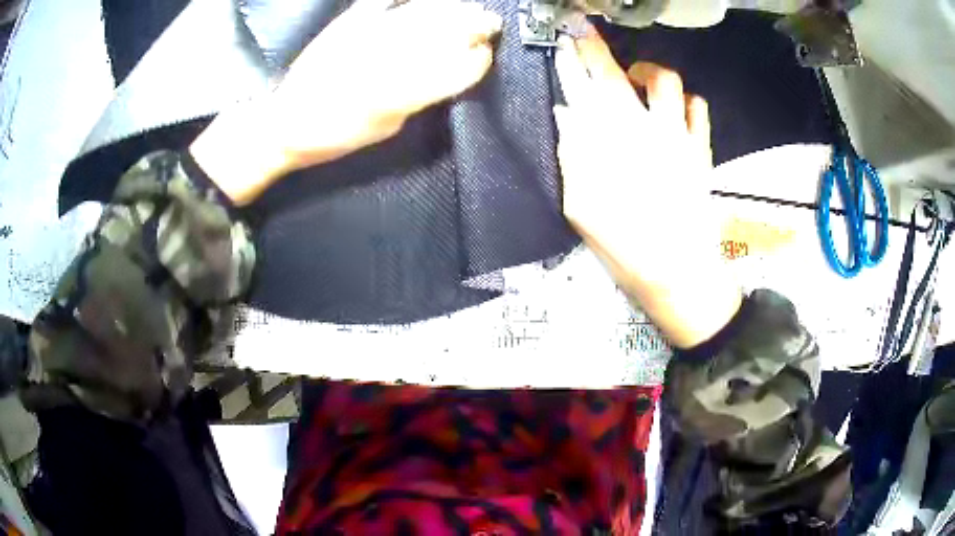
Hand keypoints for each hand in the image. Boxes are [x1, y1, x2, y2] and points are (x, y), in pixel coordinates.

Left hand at [191, 0, 501, 204]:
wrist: (284, 121)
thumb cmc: (335, 135)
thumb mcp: (387, 127)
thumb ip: (420, 97)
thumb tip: (448, 71)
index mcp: (399, 94)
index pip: (455, 68)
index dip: (476, 60)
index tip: (486, 56)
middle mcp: (389, 58)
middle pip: (445, 32)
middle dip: (474, 25)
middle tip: (490, 24)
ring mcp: (369, 34)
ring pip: (423, 12)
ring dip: (451, 9)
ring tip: (468, 9)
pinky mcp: (350, 21)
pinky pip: (384, 1)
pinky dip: (405, 0)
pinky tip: (423, 1)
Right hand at [554, 29, 740, 347]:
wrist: (679, 273)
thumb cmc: (627, 247)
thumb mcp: (582, 209)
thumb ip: (573, 158)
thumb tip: (568, 118)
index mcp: (613, 144)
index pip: (586, 89)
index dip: (574, 60)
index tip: (566, 39)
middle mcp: (646, 130)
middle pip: (619, 75)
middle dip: (598, 50)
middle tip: (587, 36)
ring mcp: (679, 137)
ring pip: (666, 81)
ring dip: (646, 72)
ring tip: (637, 79)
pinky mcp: (702, 151)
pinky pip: (699, 108)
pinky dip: (686, 100)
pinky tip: (676, 108)